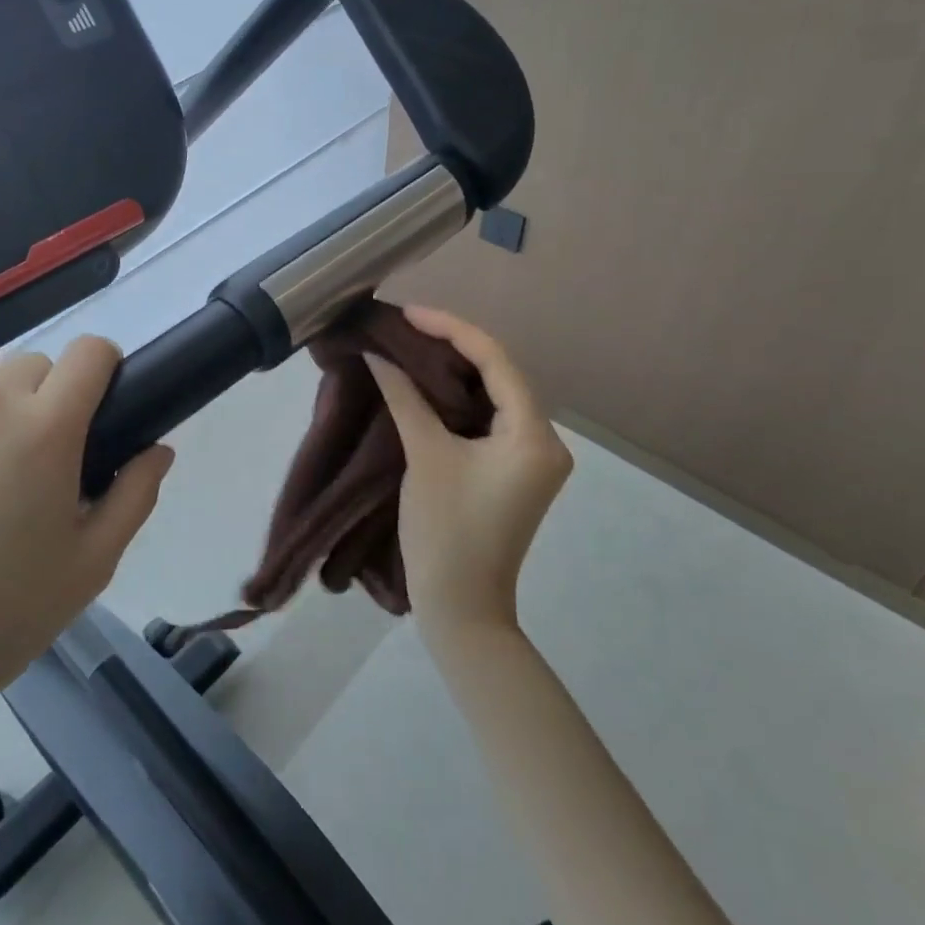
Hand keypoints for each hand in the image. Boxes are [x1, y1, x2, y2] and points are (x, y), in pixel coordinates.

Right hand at [367, 306, 572, 634]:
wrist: (462, 610)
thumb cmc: (445, 532)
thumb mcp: (424, 456)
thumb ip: (405, 398)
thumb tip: (378, 355)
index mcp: (533, 434)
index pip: (495, 360)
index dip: (451, 328)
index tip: (408, 314)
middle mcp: (547, 440)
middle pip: (501, 374)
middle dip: (454, 345)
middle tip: (407, 326)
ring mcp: (534, 458)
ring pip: (496, 396)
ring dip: (457, 371)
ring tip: (413, 346)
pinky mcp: (518, 472)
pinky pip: (492, 419)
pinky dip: (461, 400)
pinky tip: (430, 384)